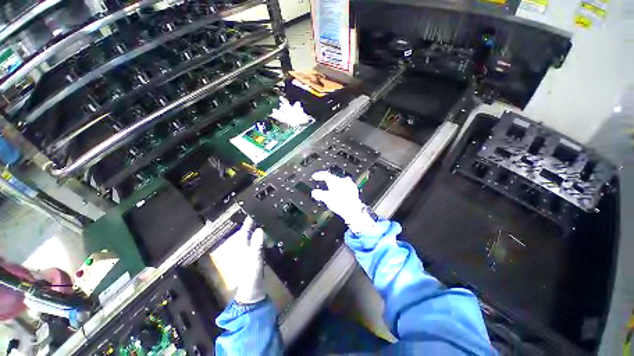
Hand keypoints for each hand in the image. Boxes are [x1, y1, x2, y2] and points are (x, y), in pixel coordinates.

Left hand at [231, 216, 265, 304]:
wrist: (253, 293)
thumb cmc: (250, 276)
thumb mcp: (254, 260)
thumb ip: (257, 246)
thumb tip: (260, 230)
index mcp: (242, 246)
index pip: (245, 229)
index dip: (249, 220)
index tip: (255, 210)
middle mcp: (246, 247)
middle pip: (251, 231)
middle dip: (257, 222)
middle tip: (267, 213)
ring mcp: (252, 251)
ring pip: (257, 236)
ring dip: (263, 229)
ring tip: (271, 220)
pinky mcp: (258, 256)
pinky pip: (262, 243)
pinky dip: (266, 238)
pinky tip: (273, 235)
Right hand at [311, 171, 375, 233]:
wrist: (353, 210)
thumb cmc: (340, 204)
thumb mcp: (326, 199)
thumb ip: (319, 194)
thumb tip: (314, 192)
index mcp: (335, 181)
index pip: (325, 174)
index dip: (319, 175)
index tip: (315, 176)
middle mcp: (342, 180)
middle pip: (333, 178)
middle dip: (327, 180)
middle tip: (322, 183)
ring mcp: (349, 184)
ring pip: (339, 182)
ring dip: (335, 184)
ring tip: (331, 189)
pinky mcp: (354, 190)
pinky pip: (346, 186)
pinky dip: (341, 188)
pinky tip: (341, 193)